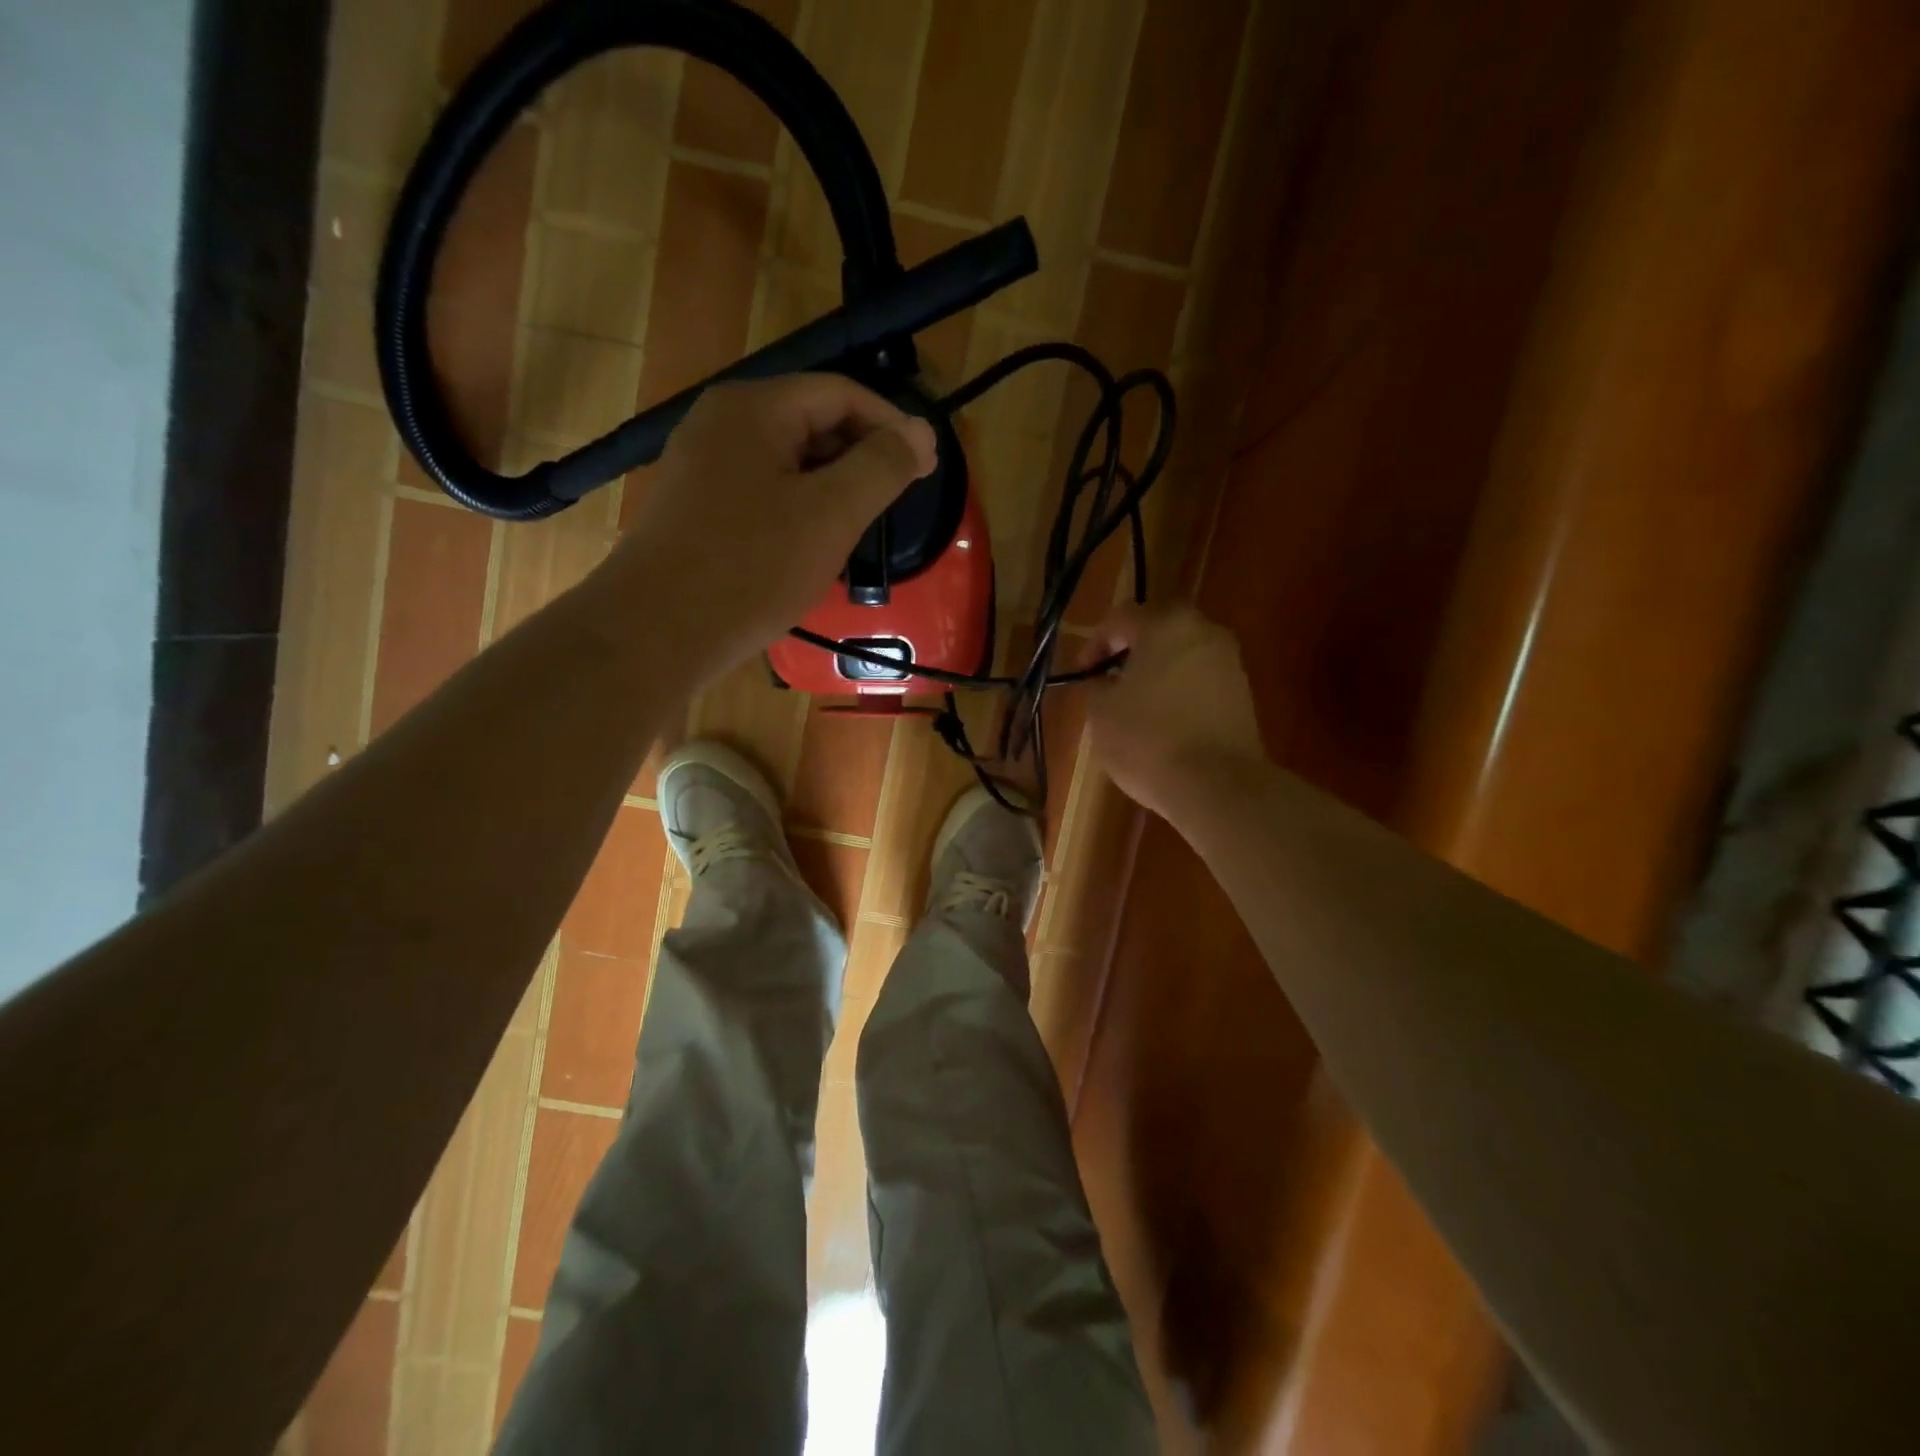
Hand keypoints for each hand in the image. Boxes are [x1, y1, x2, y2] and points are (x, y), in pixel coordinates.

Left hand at [610, 374, 937, 677]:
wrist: (655, 632)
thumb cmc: (751, 567)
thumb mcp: (831, 514)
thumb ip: (882, 466)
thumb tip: (922, 432)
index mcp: (754, 409)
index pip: (841, 394)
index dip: (890, 425)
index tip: (927, 467)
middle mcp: (721, 424)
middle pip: (812, 422)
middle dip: (861, 457)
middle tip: (897, 502)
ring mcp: (703, 468)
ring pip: (788, 463)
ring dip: (832, 488)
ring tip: (862, 527)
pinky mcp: (697, 510)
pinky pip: (764, 493)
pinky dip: (800, 510)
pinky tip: (815, 547)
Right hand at [1085, 604, 1266, 821]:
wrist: (1218, 784)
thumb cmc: (1148, 739)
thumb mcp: (1101, 712)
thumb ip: (1097, 685)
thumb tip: (1104, 681)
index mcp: (1165, 624)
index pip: (1121, 617)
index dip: (1095, 643)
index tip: (1083, 673)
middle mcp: (1204, 631)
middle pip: (1158, 630)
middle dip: (1130, 653)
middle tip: (1109, 682)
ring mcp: (1229, 662)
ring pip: (1182, 655)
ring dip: (1156, 672)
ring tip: (1134, 706)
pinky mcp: (1243, 693)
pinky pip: (1200, 680)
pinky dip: (1178, 691)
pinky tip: (1163, 722)